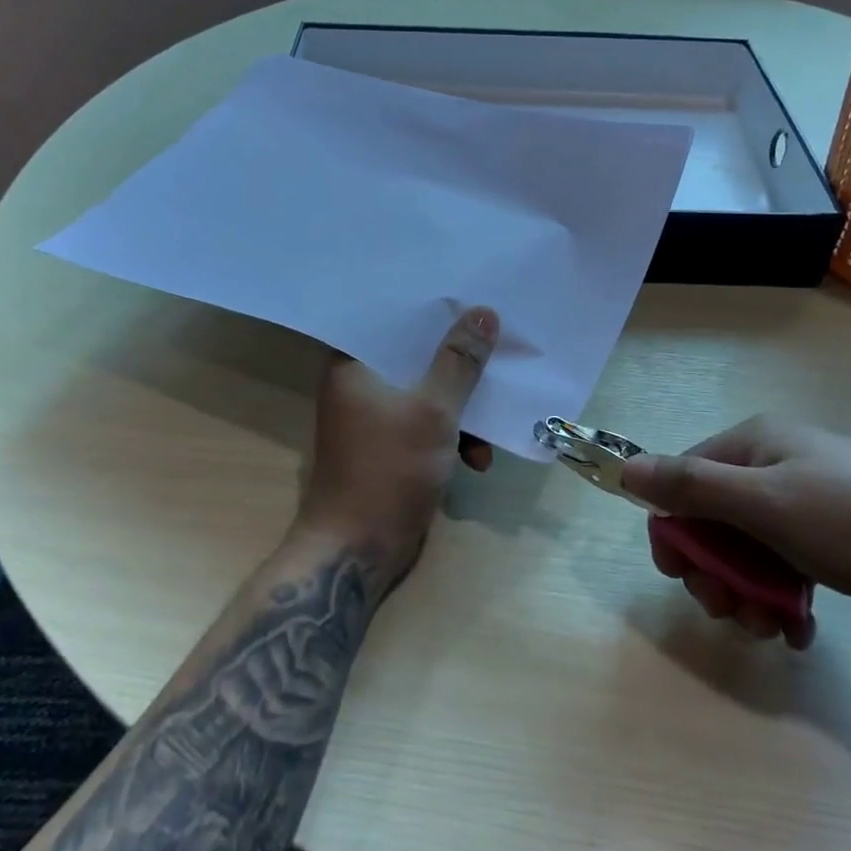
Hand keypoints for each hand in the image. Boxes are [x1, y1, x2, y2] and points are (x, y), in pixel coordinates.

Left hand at [294, 307, 498, 581]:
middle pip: (416, 356)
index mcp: (353, 364)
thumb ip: (460, 361)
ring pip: (427, 393)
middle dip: (459, 361)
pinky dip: (452, 437)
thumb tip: (483, 312)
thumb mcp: (433, 411)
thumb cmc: (388, 471)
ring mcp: (374, 418)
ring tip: (492, 426)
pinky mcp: (390, 447)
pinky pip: (427, 424)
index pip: (393, 319)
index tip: (471, 300)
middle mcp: (359, 384)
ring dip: (462, 410)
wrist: (357, 550)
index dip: (433, 309)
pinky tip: (479, 459)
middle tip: (497, 349)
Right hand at [620, 415, 850, 639]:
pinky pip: (789, 561)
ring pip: (752, 548)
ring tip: (771, 630)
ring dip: (750, 593)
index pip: (684, 481)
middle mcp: (777, 462)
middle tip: (731, 614)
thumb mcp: (765, 503)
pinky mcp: (839, 530)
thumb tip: (625, 468)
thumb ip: (692, 486)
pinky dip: (785, 596)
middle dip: (717, 573)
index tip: (682, 579)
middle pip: (717, 520)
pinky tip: (799, 630)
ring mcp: (810, 496)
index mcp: (753, 444)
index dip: (675, 531)